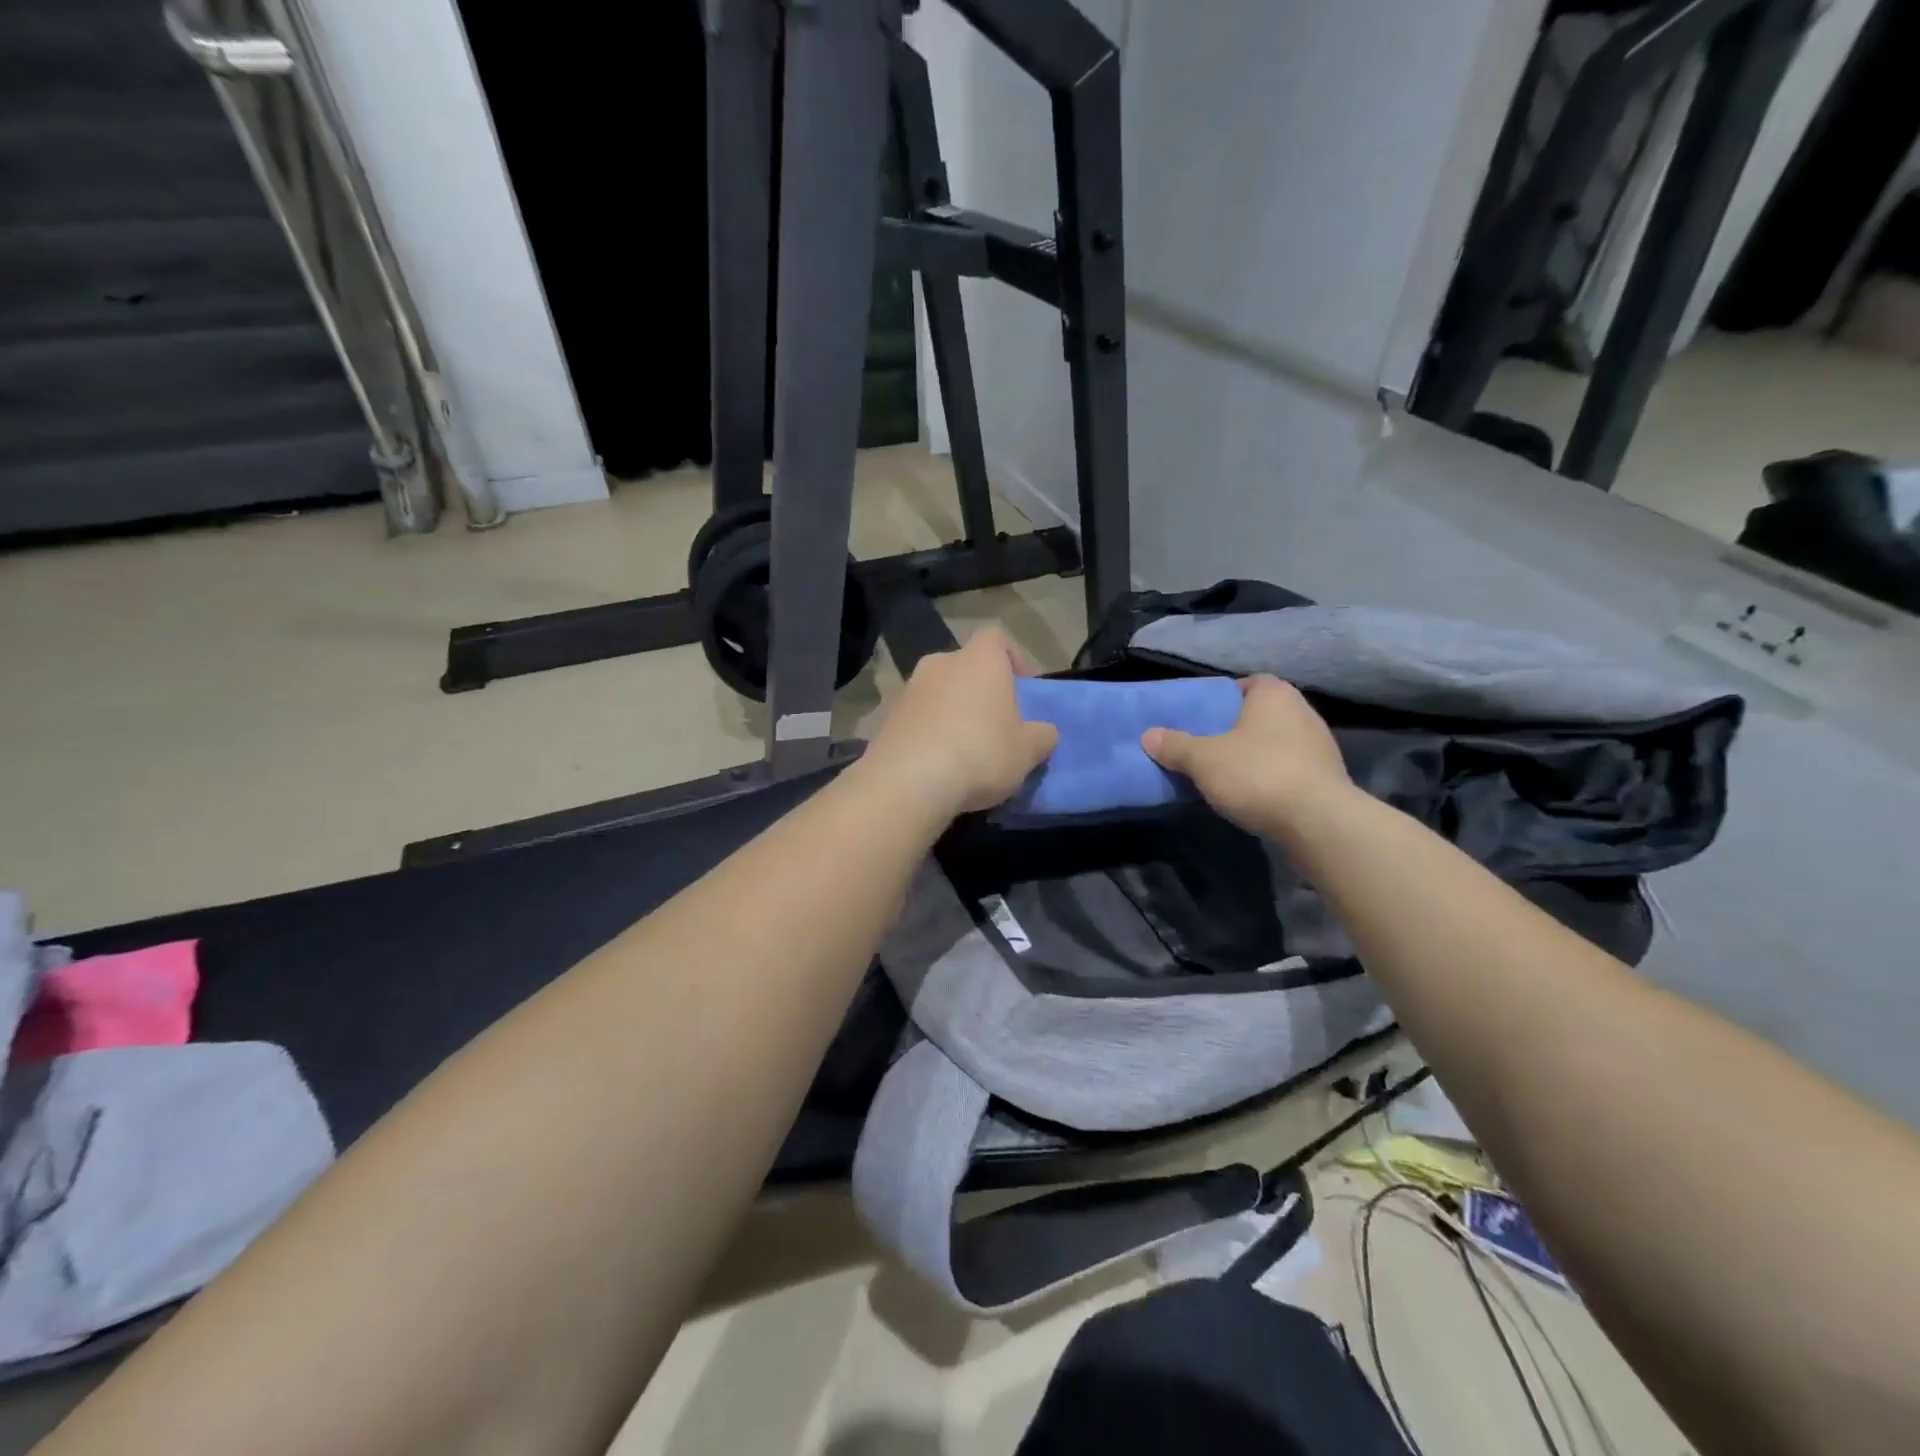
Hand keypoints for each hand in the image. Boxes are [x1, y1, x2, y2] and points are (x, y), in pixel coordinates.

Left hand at [859, 627, 1058, 822]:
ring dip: (950, 712)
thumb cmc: (980, 754)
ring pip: (937, 693)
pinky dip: (926, 733)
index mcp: (979, 660)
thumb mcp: (1027, 751)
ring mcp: (908, 690)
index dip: (1010, 657)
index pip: (995, 637)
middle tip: (992, 724)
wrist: (909, 782)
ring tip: (963, 750)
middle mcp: (940, 664)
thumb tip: (1044, 732)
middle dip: (978, 689)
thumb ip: (1041, 736)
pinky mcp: (885, 719)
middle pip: (964, 666)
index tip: (1019, 688)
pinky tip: (935, 765)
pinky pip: (915, 719)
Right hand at [1141, 675, 1352, 836]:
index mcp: (1274, 695)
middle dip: (1238, 727)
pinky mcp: (1328, 779)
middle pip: (1263, 713)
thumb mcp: (1203, 759)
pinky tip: (1255, 795)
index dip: (1224, 696)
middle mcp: (1303, 712)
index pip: (1248, 683)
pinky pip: (1292, 769)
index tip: (1204, 717)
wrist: (1318, 822)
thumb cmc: (1257, 774)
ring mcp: (1321, 746)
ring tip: (1228, 773)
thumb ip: (1175, 745)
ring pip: (1278, 742)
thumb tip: (1148, 735)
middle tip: (1208, 745)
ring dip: (1257, 754)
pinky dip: (1273, 777)